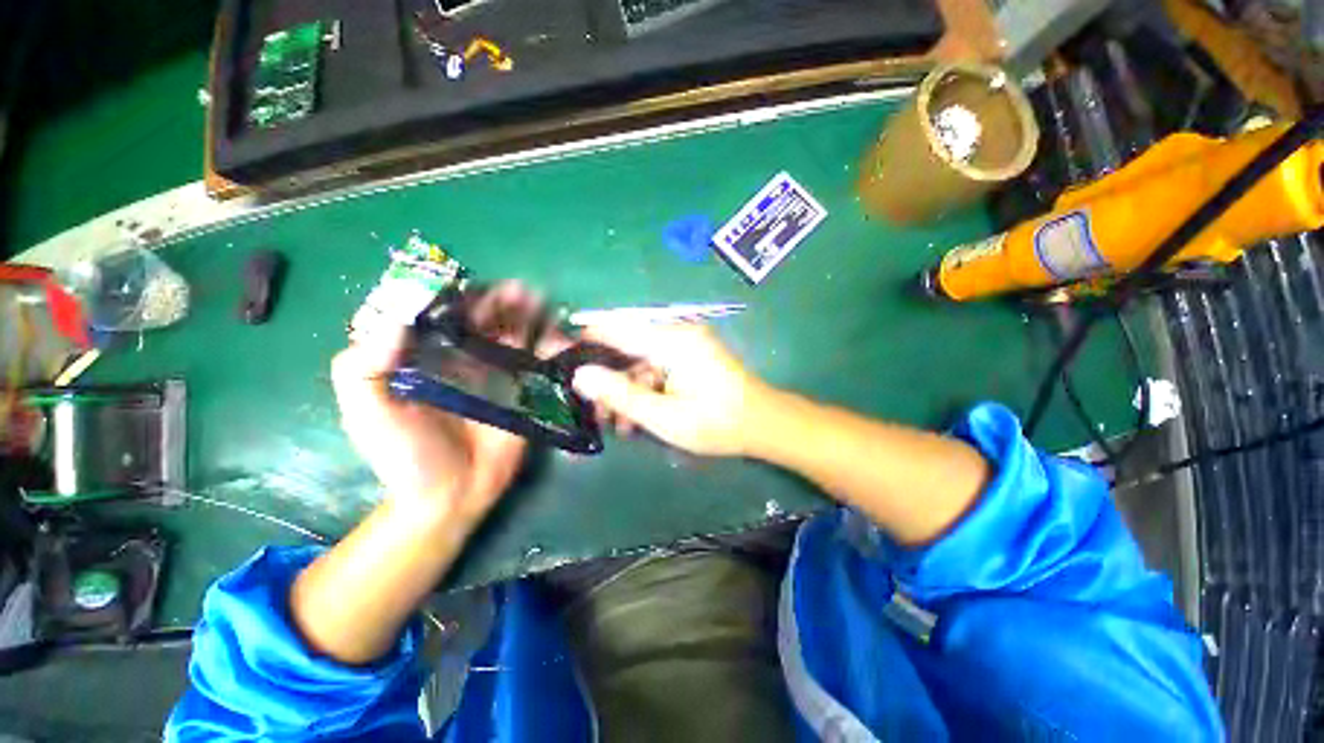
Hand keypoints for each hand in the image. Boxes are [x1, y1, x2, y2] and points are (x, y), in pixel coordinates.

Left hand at [332, 282, 565, 519]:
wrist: (452, 494)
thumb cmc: (407, 457)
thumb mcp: (369, 415)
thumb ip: (362, 370)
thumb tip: (395, 321)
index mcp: (427, 356)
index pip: (444, 313)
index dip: (461, 294)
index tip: (479, 288)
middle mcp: (464, 357)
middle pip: (485, 318)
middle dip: (503, 301)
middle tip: (523, 293)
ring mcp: (497, 373)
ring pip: (514, 333)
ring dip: (528, 315)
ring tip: (543, 304)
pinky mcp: (522, 390)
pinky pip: (535, 360)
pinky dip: (547, 343)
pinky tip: (556, 333)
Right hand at [571, 323, 770, 455]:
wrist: (764, 424)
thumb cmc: (717, 423)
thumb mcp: (664, 416)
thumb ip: (621, 395)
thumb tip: (581, 376)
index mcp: (671, 341)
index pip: (615, 328)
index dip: (584, 339)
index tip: (559, 355)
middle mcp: (676, 334)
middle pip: (626, 348)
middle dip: (607, 379)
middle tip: (594, 411)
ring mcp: (685, 344)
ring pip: (639, 361)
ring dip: (626, 390)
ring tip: (618, 424)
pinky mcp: (690, 357)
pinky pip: (656, 367)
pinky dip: (644, 389)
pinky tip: (638, 417)